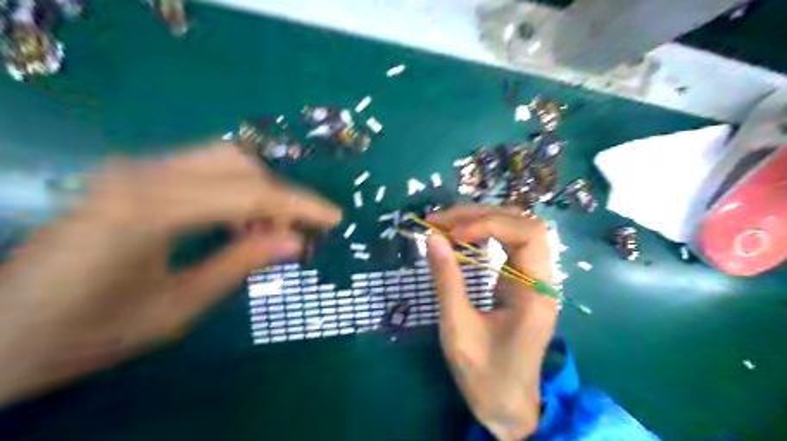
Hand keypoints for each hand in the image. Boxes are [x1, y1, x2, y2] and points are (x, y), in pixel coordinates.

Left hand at [0, 142, 341, 405]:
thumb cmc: (87, 332)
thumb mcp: (178, 308)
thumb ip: (241, 264)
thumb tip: (297, 241)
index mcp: (149, 211)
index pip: (249, 193)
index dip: (299, 206)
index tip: (335, 218)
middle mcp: (140, 175)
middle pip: (238, 162)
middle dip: (279, 196)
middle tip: (296, 234)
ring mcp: (132, 171)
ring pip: (222, 160)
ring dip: (258, 192)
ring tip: (266, 234)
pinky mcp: (131, 177)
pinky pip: (202, 171)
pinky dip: (234, 192)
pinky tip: (236, 225)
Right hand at [424, 205, 558, 440]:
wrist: (507, 407)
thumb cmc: (484, 374)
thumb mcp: (458, 329)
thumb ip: (447, 280)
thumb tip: (432, 237)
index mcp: (536, 293)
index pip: (527, 234)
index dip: (487, 224)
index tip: (450, 234)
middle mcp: (542, 280)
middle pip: (523, 224)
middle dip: (481, 215)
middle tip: (440, 221)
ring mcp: (534, 280)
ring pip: (517, 230)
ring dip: (482, 221)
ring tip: (445, 225)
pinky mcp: (522, 283)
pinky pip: (508, 245)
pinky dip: (483, 234)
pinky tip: (460, 237)